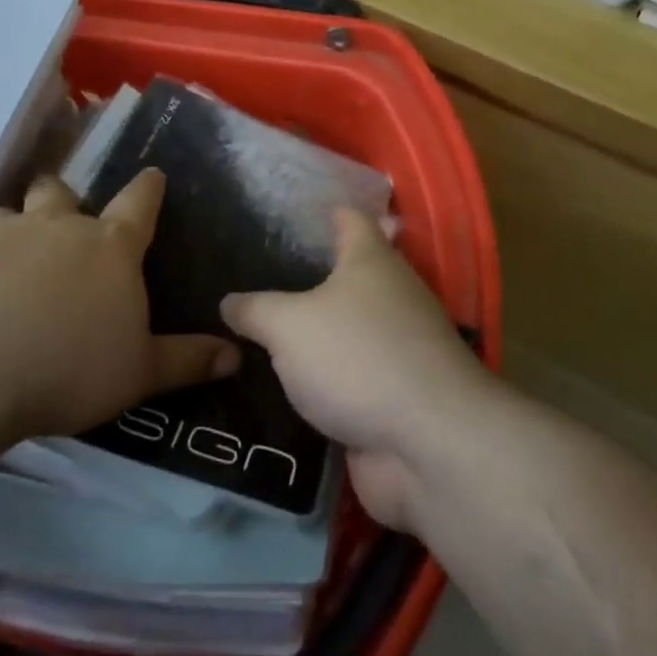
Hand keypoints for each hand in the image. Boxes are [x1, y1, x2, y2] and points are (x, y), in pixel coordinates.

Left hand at [0, 168, 237, 442]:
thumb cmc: (70, 367)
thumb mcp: (139, 373)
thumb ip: (187, 360)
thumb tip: (236, 354)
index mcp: (111, 248)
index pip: (139, 203)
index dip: (149, 188)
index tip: (153, 174)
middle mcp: (59, 227)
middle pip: (63, 192)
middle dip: (68, 198)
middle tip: (68, 218)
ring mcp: (4, 236)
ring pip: (14, 210)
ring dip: (21, 224)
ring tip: (18, 253)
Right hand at [221, 210, 495, 531]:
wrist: (426, 443)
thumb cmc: (356, 358)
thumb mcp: (288, 326)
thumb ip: (255, 310)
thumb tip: (229, 302)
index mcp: (372, 263)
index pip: (351, 221)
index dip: (327, 213)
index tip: (297, 213)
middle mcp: (393, 299)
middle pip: (352, 278)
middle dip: (312, 279)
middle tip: (258, 280)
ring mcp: (399, 351)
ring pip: (350, 333)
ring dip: (317, 336)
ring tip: (262, 334)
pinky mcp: (396, 397)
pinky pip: (351, 380)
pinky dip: (325, 382)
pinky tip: (287, 388)